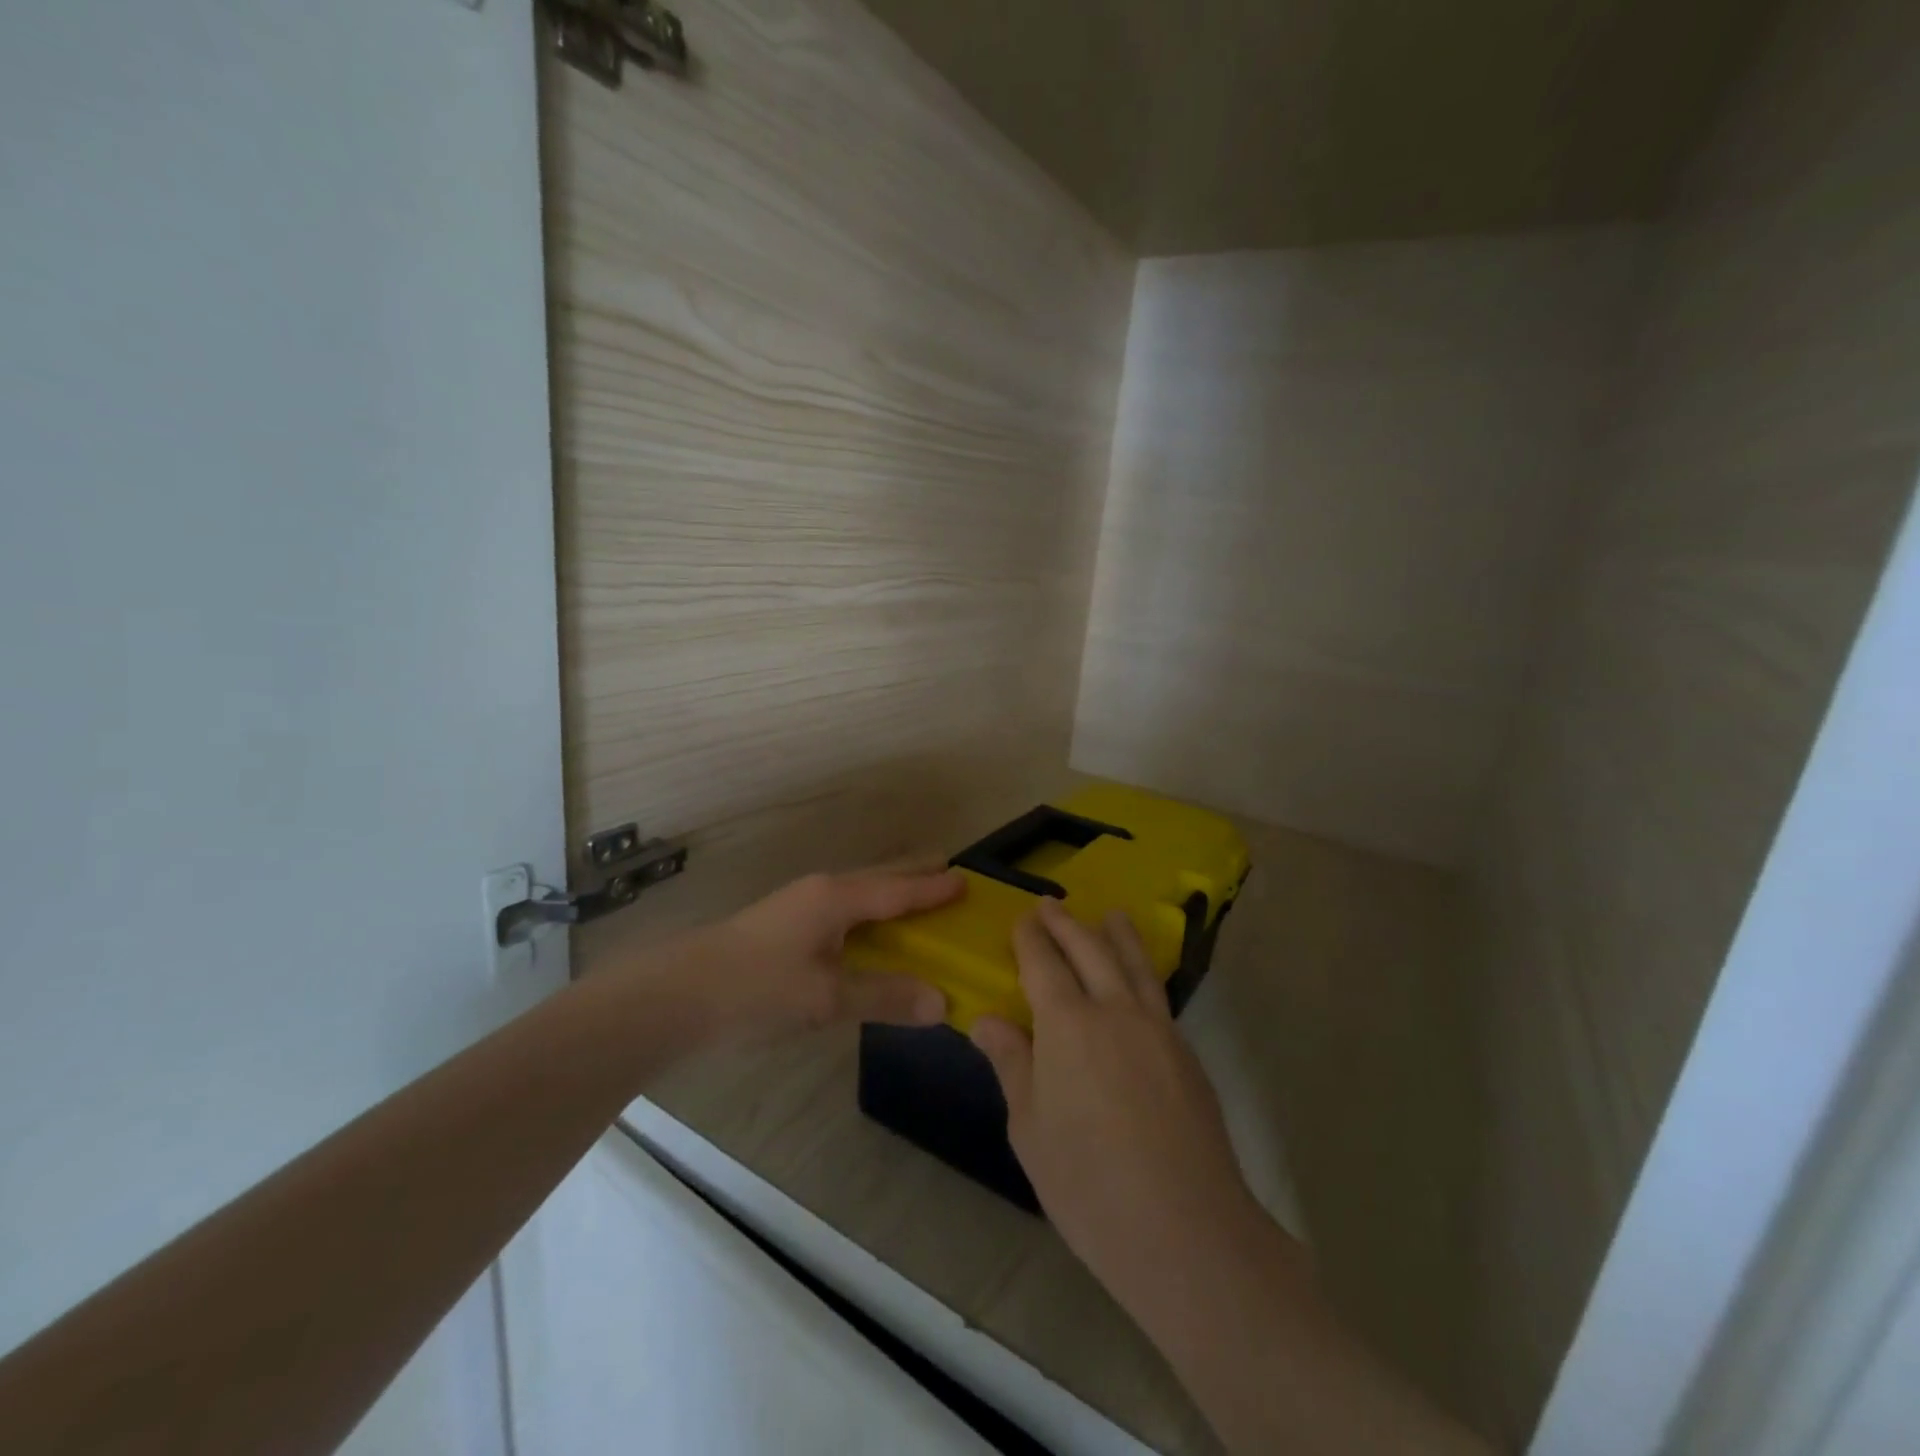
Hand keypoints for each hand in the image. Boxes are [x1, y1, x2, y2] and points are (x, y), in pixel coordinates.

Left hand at [674, 867, 964, 1044]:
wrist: (678, 994)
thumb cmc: (757, 988)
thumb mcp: (826, 999)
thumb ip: (884, 997)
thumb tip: (942, 1003)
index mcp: (837, 898)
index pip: (899, 889)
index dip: (933, 888)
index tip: (966, 879)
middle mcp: (822, 891)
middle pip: (880, 878)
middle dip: (914, 876)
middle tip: (948, 872)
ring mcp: (800, 905)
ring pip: (859, 892)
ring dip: (891, 893)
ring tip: (917, 899)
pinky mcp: (786, 925)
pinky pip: (844, 909)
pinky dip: (870, 913)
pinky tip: (869, 932)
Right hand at [971, 900, 1267, 1305]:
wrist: (1186, 1231)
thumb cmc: (1089, 1185)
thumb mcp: (1030, 1128)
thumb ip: (1012, 1064)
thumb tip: (988, 1020)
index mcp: (1069, 1025)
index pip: (1044, 963)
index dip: (1031, 938)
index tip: (1023, 918)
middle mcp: (1115, 1010)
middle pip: (1090, 949)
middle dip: (1067, 924)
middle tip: (1051, 904)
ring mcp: (1158, 1029)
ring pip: (1134, 964)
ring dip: (1117, 934)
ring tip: (1110, 914)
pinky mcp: (1187, 1054)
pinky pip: (1157, 994)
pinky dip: (1141, 971)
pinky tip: (1138, 980)